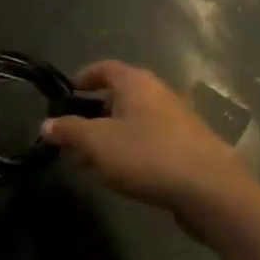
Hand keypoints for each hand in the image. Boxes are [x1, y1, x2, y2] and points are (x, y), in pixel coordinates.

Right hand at [41, 60, 245, 213]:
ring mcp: (179, 119)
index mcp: (136, 82)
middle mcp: (159, 92)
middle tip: (76, 134)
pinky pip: (153, 139)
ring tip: (96, 160)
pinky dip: (134, 149)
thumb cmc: (148, 156)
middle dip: (95, 113)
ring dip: (114, 135)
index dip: (84, 77)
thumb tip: (47, 125)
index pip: (104, 67)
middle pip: (120, 94)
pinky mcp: (191, 146)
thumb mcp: (98, 144)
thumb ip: (69, 132)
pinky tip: (127, 175)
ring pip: (136, 120)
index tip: (68, 93)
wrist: (212, 191)